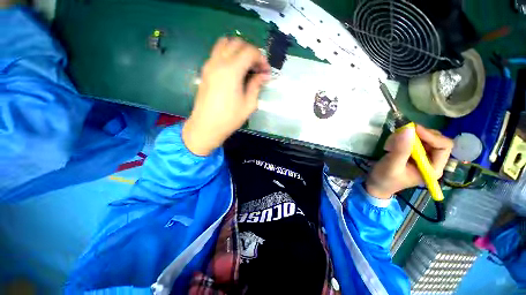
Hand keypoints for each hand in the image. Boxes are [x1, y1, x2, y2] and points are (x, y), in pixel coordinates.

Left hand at [182, 37, 270, 155]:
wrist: (206, 126)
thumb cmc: (229, 118)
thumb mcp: (249, 104)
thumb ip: (256, 86)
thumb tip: (263, 75)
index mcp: (231, 71)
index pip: (249, 52)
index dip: (261, 59)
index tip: (266, 72)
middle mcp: (219, 62)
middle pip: (237, 43)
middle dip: (251, 52)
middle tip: (257, 68)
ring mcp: (209, 64)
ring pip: (225, 44)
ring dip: (238, 50)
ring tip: (246, 66)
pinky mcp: (205, 70)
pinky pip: (217, 53)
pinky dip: (228, 55)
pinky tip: (234, 70)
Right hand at [365, 125, 453, 198]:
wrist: (376, 184)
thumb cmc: (385, 178)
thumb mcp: (392, 165)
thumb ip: (401, 149)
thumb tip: (408, 129)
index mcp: (433, 168)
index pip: (443, 146)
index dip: (430, 135)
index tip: (412, 129)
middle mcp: (431, 161)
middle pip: (434, 139)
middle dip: (417, 135)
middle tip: (399, 135)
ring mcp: (422, 156)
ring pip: (422, 137)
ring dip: (406, 137)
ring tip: (390, 145)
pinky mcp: (412, 153)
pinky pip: (411, 140)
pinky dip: (400, 139)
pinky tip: (389, 146)